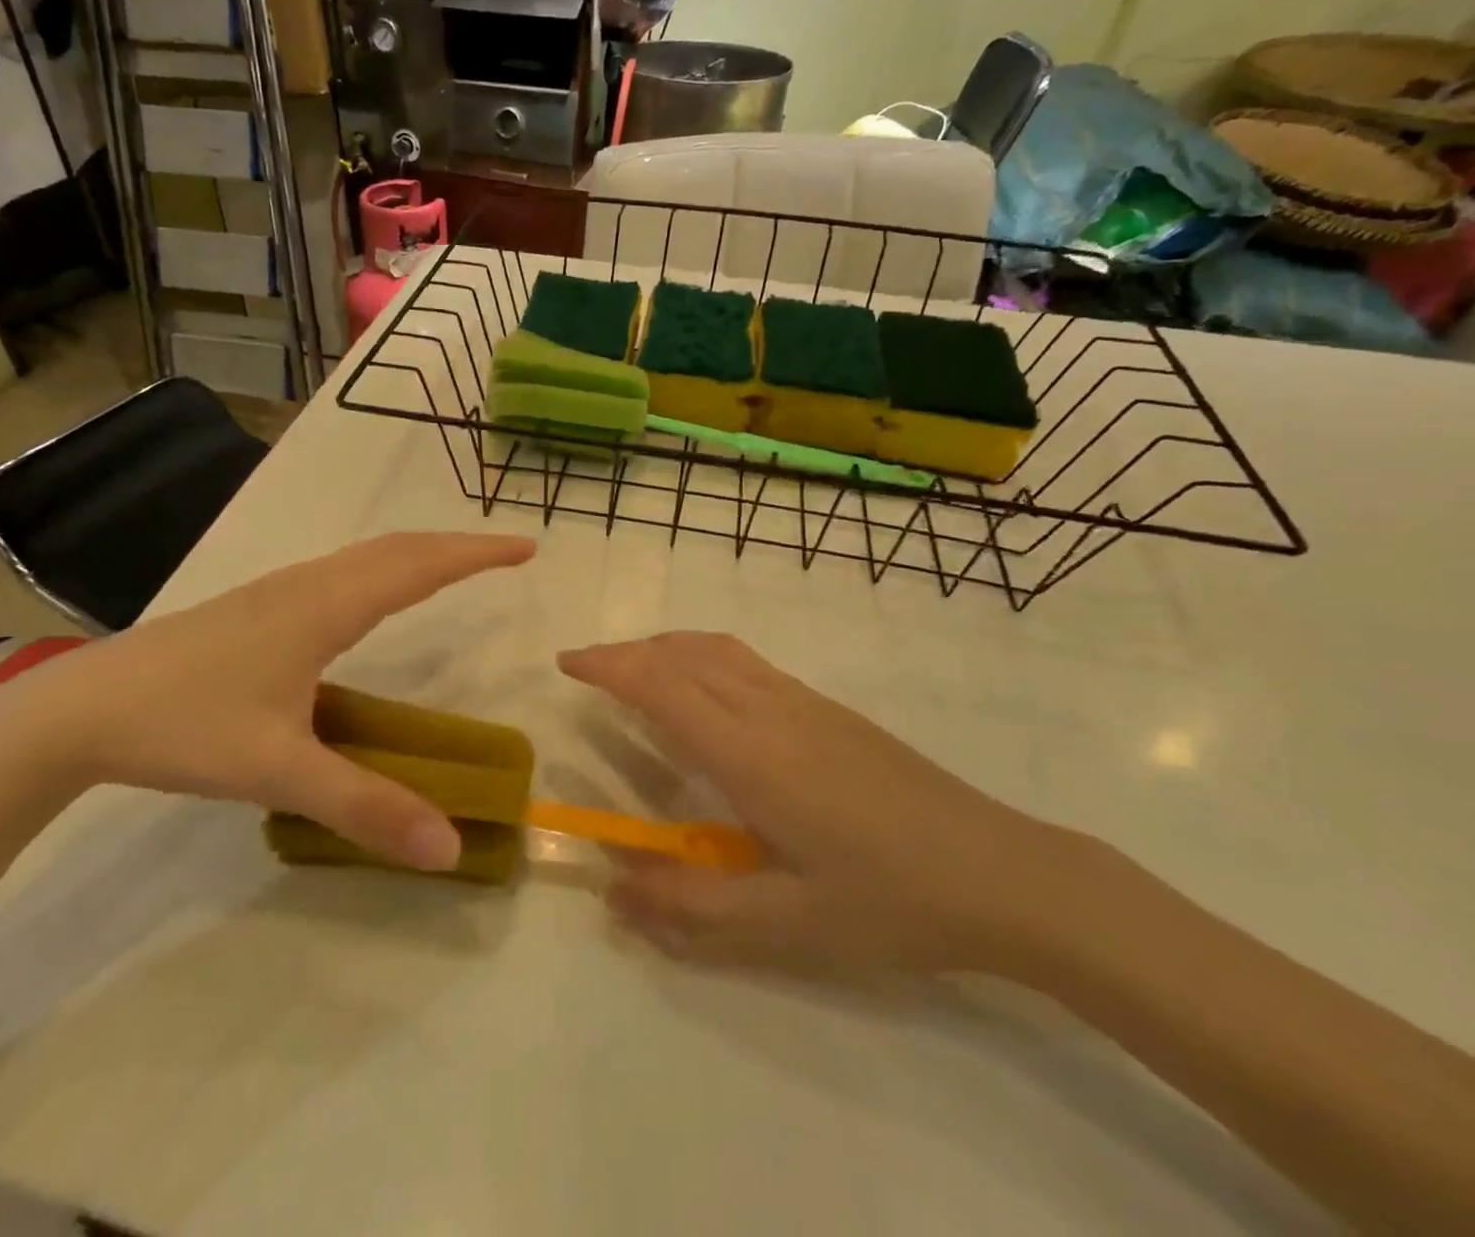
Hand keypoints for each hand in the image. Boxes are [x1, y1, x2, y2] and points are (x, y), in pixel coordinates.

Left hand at [0, 532, 535, 870]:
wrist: (79, 709)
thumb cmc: (183, 727)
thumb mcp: (278, 772)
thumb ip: (366, 807)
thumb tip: (450, 846)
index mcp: (323, 608)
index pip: (418, 565)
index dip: (475, 555)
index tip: (525, 548)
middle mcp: (307, 585)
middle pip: (396, 549)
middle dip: (456, 546)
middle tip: (505, 554)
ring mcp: (277, 592)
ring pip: (365, 556)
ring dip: (417, 554)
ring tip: (455, 568)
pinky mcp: (257, 608)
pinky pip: (340, 573)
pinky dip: (382, 570)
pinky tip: (373, 600)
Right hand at [559, 632, 1066, 978]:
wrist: (1005, 872)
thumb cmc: (892, 902)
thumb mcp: (787, 925)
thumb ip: (691, 909)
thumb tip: (610, 891)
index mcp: (751, 754)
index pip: (661, 687)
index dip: (609, 667)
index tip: (567, 662)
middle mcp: (770, 710)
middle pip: (682, 655)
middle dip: (626, 652)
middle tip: (586, 665)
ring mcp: (804, 702)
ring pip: (716, 649)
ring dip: (664, 646)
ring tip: (633, 666)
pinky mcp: (829, 709)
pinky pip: (745, 661)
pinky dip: (701, 654)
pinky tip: (704, 687)